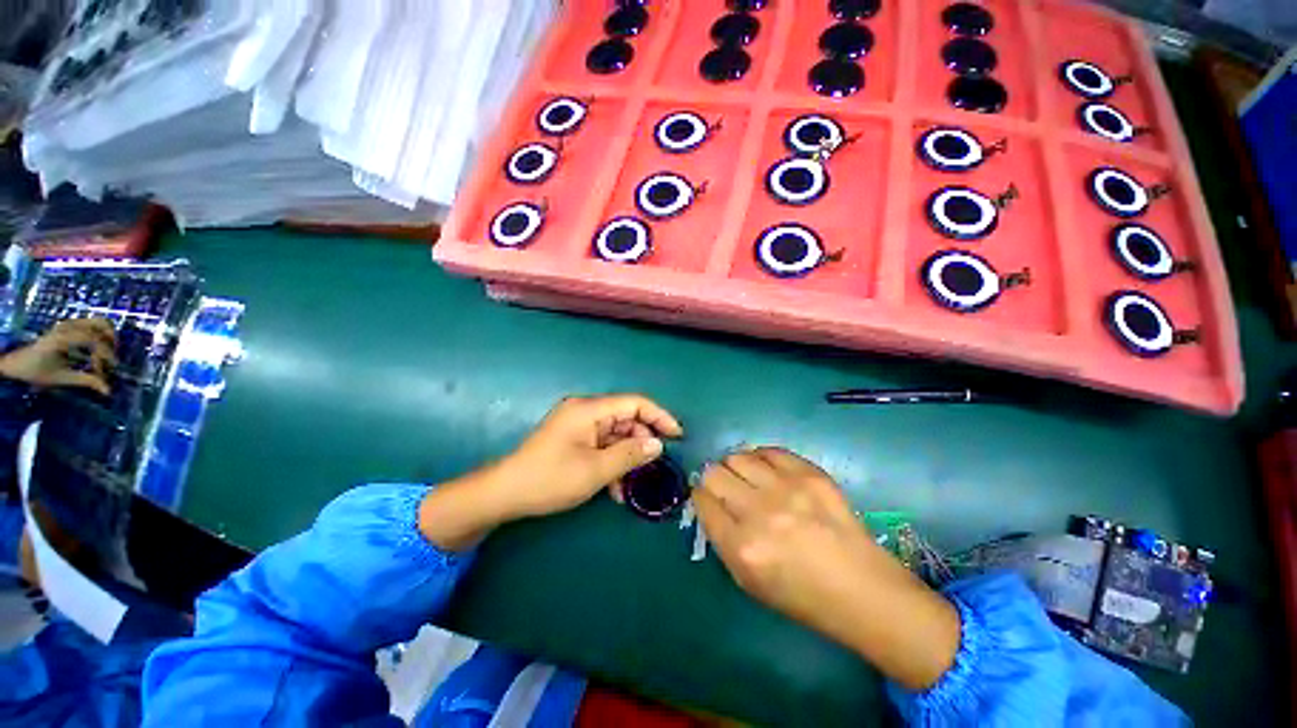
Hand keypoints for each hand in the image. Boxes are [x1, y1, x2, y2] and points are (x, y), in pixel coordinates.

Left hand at [0, 319, 115, 395]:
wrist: (16, 362)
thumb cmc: (36, 372)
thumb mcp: (60, 378)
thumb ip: (85, 381)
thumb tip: (108, 391)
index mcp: (65, 338)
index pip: (95, 340)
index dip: (105, 355)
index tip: (105, 371)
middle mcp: (68, 326)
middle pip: (101, 324)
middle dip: (111, 340)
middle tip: (112, 357)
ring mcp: (68, 324)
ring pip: (99, 322)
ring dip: (108, 336)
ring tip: (108, 351)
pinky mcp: (68, 326)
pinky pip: (91, 325)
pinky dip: (100, 334)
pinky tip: (97, 347)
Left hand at [490, 394, 683, 517]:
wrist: (504, 494)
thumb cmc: (550, 479)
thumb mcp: (595, 470)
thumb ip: (630, 454)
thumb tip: (658, 445)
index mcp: (590, 409)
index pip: (634, 403)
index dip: (659, 416)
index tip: (677, 436)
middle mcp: (585, 411)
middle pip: (626, 419)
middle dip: (641, 443)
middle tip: (653, 467)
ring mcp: (579, 426)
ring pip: (615, 436)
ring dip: (626, 458)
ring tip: (630, 486)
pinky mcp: (574, 439)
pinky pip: (602, 446)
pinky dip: (611, 463)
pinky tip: (615, 489)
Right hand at [694, 447, 960, 690]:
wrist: (862, 589)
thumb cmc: (802, 596)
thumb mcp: (747, 581)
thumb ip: (721, 538)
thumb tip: (710, 502)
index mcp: (741, 547)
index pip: (702, 500)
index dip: (700, 497)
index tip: (707, 499)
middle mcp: (759, 512)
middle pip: (713, 472)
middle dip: (714, 480)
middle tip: (728, 489)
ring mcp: (786, 488)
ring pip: (737, 456)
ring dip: (736, 467)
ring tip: (749, 479)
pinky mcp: (810, 474)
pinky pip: (769, 450)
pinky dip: (761, 459)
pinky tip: (769, 472)